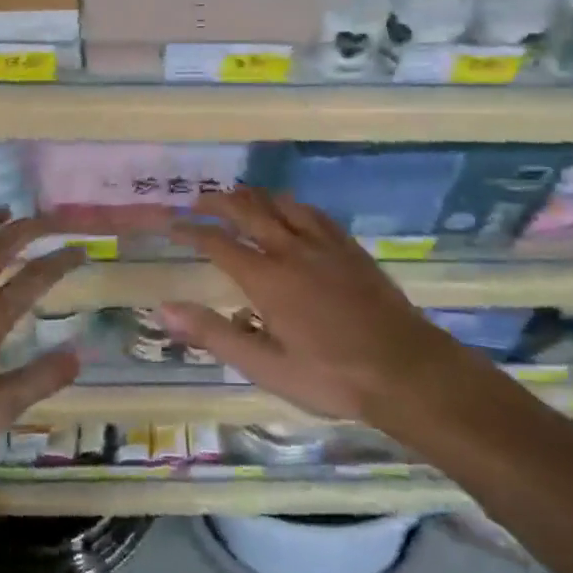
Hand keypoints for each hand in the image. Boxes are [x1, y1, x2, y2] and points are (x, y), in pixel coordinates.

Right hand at [163, 189, 477, 430]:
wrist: (406, 369)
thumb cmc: (331, 376)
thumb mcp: (267, 367)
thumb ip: (215, 335)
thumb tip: (166, 309)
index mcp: (267, 278)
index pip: (217, 243)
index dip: (189, 230)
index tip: (171, 224)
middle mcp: (291, 249)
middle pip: (247, 210)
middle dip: (217, 202)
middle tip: (198, 200)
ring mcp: (323, 244)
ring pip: (280, 202)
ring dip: (253, 196)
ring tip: (238, 199)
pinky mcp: (349, 247)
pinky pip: (312, 212)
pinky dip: (290, 204)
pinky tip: (290, 210)